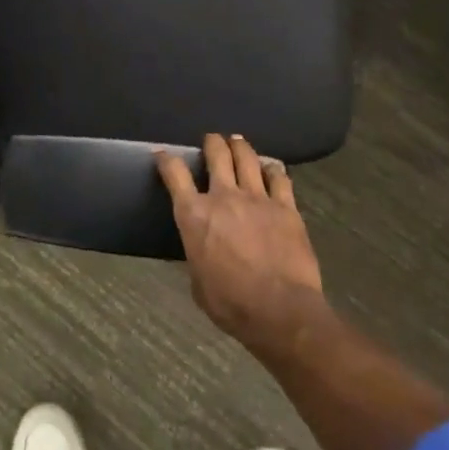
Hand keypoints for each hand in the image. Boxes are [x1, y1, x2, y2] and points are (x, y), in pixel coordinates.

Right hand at [158, 134, 329, 357]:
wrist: (280, 310)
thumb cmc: (230, 304)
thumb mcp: (198, 281)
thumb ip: (197, 254)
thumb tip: (201, 249)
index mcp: (194, 215)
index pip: (174, 174)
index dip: (166, 160)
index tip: (163, 155)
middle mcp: (223, 197)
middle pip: (216, 154)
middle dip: (211, 143)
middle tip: (211, 140)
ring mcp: (257, 198)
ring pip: (247, 158)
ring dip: (240, 147)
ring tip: (238, 142)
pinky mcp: (286, 207)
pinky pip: (279, 178)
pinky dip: (273, 170)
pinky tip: (272, 168)